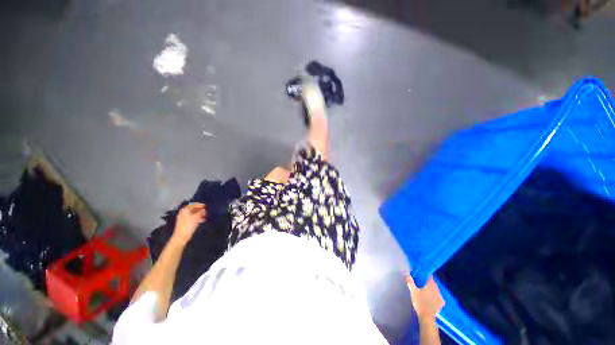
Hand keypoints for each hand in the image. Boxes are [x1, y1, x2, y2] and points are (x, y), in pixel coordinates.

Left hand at [173, 203, 206, 245]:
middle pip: (193, 209)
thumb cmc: (188, 226)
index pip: (193, 204)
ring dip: (199, 214)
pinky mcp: (185, 223)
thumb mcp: (196, 218)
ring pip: (193, 213)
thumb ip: (201, 212)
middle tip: (206, 210)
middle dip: (200, 209)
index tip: (206, 206)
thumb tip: (204, 209)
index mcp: (185, 210)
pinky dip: (197, 218)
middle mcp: (183, 213)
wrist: (181, 237)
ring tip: (205, 215)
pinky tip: (202, 220)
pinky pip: (192, 218)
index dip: (200, 205)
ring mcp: (184, 218)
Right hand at [407, 275, 444, 321]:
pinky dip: (434, 297)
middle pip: (432, 284)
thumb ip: (410, 282)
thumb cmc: (420, 302)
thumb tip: (407, 274)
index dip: (424, 276)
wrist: (427, 317)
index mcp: (431, 285)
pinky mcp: (441, 304)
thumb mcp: (413, 291)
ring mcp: (440, 297)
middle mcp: (437, 290)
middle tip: (420, 284)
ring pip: (435, 290)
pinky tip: (430, 299)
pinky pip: (437, 297)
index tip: (419, 276)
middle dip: (427, 283)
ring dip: (431, 290)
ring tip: (424, 291)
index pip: (430, 277)